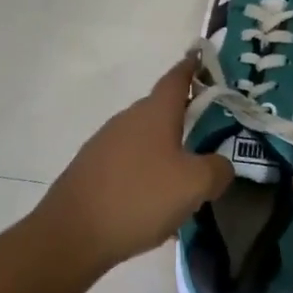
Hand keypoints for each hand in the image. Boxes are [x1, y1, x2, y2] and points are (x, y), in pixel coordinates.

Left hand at [37, 58, 230, 274]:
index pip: (177, 77)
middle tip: (208, 131)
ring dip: (165, 150)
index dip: (192, 66)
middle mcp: (128, 119)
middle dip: (184, 116)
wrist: (71, 235)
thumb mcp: (194, 185)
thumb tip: (220, 165)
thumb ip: (217, 170)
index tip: (202, 57)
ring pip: (145, 138)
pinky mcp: (91, 169)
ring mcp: (105, 143)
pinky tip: (153, 203)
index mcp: (155, 112)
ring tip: (184, 179)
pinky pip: (128, 163)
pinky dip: (145, 173)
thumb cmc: (139, 197)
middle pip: (161, 109)